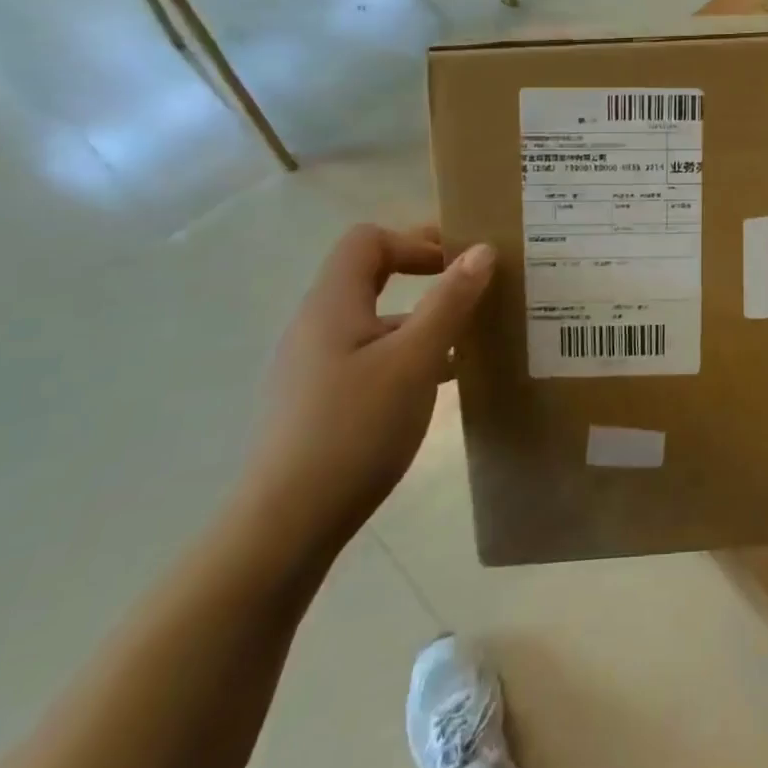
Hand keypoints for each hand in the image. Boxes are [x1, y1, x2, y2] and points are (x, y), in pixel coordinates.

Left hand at [241, 224, 493, 558]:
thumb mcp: (416, 359)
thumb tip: (482, 250)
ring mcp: (313, 365)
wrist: (285, 527)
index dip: (415, 241)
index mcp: (332, 304)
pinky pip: (368, 354)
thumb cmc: (355, 429)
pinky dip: (405, 351)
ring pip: (372, 318)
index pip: (368, 241)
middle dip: (422, 272)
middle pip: (368, 274)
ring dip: (419, 316)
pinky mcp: (318, 400)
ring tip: (466, 338)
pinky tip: (438, 382)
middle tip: (471, 287)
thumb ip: (450, 301)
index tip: (459, 263)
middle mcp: (316, 325)